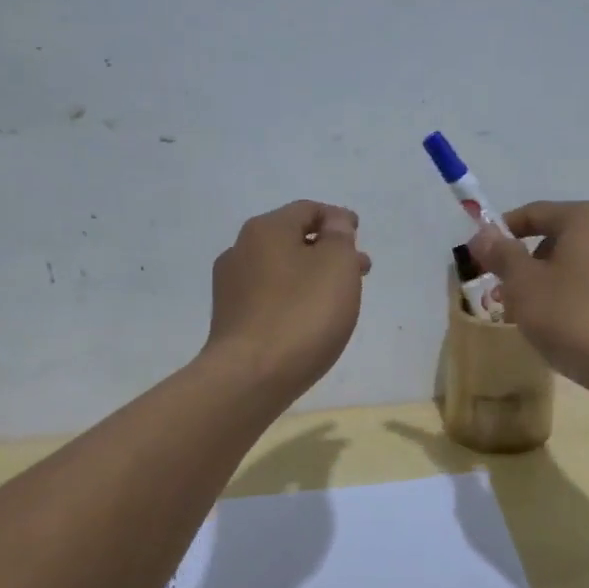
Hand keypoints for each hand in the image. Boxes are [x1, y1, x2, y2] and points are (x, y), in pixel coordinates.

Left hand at [204, 200, 370, 397]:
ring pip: (281, 269)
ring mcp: (230, 287)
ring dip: (312, 274)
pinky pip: (269, 296)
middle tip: (359, 268)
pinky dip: (293, 296)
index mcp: (266, 229)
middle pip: (292, 239)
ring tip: (339, 296)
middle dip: (328, 249)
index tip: (358, 235)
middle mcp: (240, 250)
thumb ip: (340, 237)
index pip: (308, 209)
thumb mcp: (337, 265)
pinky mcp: (230, 319)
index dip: (337, 218)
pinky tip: (309, 317)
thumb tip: (333, 224)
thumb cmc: (302, 314)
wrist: (250, 377)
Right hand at [468, 201, 588, 393]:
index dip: (499, 234)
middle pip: (556, 240)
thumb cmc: (573, 316)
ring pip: (575, 267)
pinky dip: (572, 300)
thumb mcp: (524, 285)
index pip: (534, 213)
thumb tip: (484, 234)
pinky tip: (562, 330)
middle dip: (523, 266)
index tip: (477, 259)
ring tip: (528, 319)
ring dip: (546, 286)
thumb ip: (501, 255)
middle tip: (501, 296)